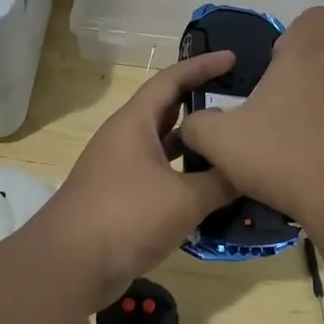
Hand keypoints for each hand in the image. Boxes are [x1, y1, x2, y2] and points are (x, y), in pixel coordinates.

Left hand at [40, 51, 239, 287]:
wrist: (71, 265)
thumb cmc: (127, 216)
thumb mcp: (184, 198)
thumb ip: (221, 181)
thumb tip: (251, 169)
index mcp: (134, 123)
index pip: (171, 80)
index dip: (202, 66)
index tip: (232, 57)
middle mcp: (125, 139)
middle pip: (168, 111)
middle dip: (202, 104)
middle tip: (240, 102)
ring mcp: (120, 169)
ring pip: (165, 147)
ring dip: (195, 146)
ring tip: (233, 145)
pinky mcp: (121, 198)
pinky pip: (160, 176)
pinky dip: (185, 177)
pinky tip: (212, 190)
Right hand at [178, 7, 323, 225]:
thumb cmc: (285, 157)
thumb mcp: (221, 143)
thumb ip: (199, 126)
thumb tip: (196, 123)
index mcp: (305, 57)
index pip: (315, 18)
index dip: (298, 33)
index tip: (279, 62)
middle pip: (320, 63)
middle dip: (297, 85)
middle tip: (271, 122)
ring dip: (318, 116)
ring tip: (296, 155)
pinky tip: (322, 173)